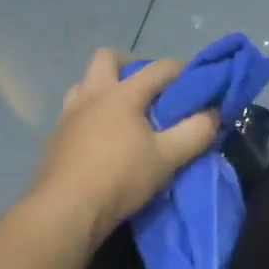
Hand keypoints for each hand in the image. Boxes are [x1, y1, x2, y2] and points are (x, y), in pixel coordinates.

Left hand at [31, 48, 218, 246]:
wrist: (67, 209)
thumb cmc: (120, 178)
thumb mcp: (167, 158)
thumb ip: (195, 133)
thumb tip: (213, 113)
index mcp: (121, 94)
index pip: (158, 69)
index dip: (182, 70)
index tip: (197, 80)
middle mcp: (91, 95)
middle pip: (107, 59)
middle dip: (130, 66)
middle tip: (148, 90)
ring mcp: (68, 115)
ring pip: (84, 84)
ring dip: (103, 89)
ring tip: (121, 114)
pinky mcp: (55, 138)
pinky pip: (73, 114)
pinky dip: (89, 116)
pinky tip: (100, 139)